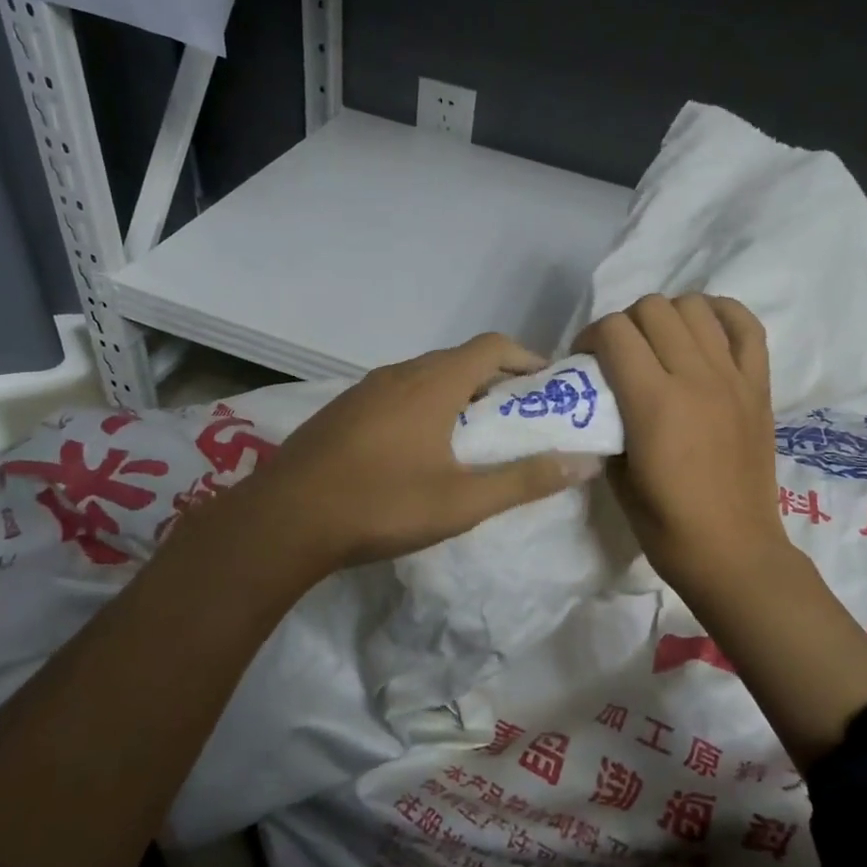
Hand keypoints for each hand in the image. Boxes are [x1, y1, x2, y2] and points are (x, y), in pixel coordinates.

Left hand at [232, 333, 601, 573]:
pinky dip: (424, 404)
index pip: (492, 346)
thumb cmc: (381, 505)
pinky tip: (419, 448)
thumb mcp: (463, 501)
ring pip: (424, 376)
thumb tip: (583, 462)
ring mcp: (364, 390)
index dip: (526, 358)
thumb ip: (525, 480)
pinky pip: (396, 393)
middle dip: (495, 380)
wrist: (283, 520)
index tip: (548, 387)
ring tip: (473, 435)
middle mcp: (399, 374)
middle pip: (459, 359)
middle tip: (517, 418)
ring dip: (457, 393)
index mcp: (432, 383)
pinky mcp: (342, 410)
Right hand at [574, 294, 792, 604]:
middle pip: (652, 308)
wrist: (733, 552)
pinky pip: (748, 327)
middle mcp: (695, 378)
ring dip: (668, 317)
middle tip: (620, 355)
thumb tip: (601, 398)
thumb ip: (606, 425)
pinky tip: (704, 330)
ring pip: (695, 307)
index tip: (585, 362)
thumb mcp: (615, 477)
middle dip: (624, 324)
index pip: (614, 331)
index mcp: (654, 403)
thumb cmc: (666, 526)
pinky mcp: (759, 386)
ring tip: (660, 344)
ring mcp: (732, 378)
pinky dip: (723, 315)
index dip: (589, 338)